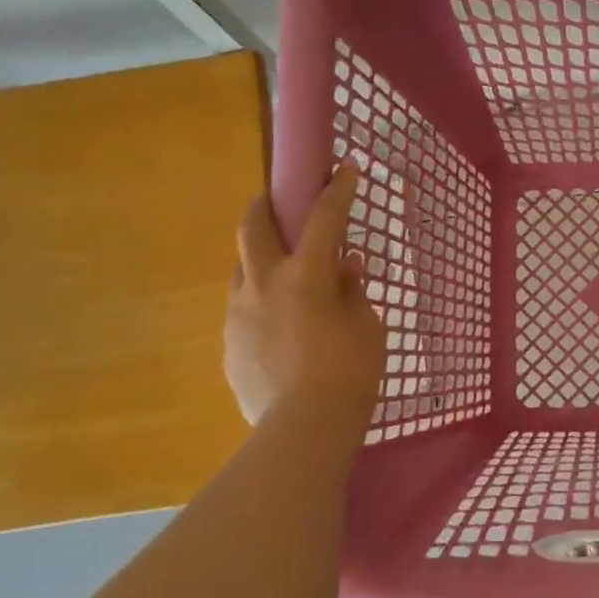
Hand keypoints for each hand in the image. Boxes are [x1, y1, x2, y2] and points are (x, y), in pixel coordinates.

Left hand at [224, 162, 386, 426]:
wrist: (304, 429)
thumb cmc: (350, 373)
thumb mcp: (368, 327)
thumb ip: (353, 292)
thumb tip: (345, 269)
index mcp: (305, 275)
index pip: (323, 218)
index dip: (337, 190)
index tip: (344, 168)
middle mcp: (264, 284)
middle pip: (253, 226)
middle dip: (265, 204)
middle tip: (276, 200)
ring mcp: (239, 314)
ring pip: (242, 267)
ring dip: (260, 257)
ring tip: (282, 272)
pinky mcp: (230, 343)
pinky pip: (243, 308)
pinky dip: (261, 302)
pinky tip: (280, 325)